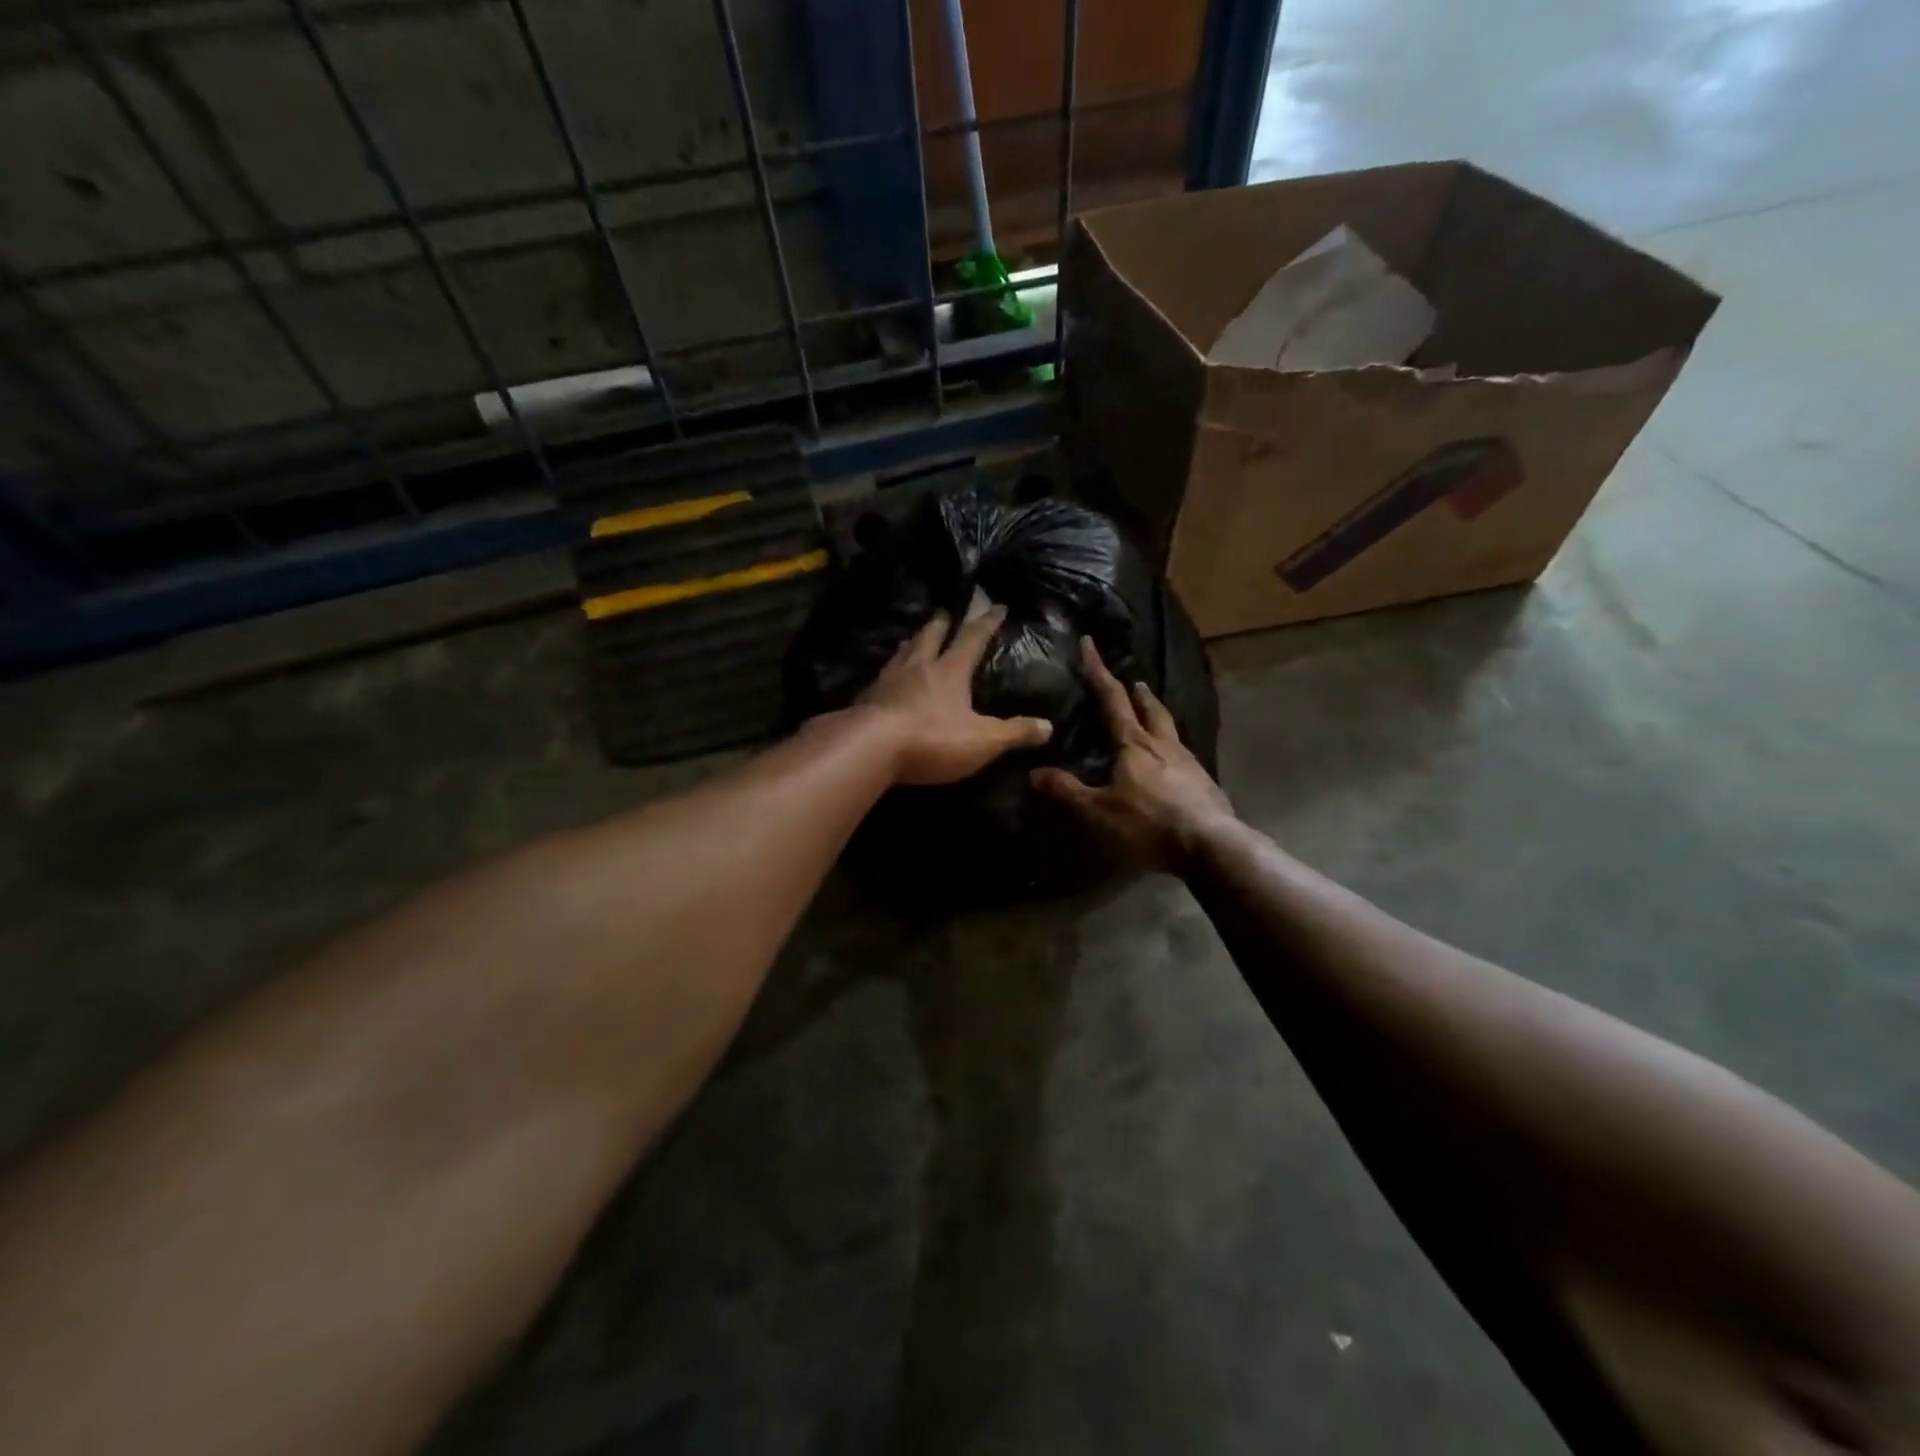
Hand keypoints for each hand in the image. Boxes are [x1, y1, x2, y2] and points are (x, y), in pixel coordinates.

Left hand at [855, 605, 1052, 785]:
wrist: (869, 747)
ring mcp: (888, 679)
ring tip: (915, 638)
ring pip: (903, 651)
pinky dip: (890, 669)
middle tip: (945, 612)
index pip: (973, 637)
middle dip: (942, 623)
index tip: (997, 606)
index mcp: (950, 670)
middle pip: (931, 635)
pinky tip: (886, 676)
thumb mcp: (982, 741)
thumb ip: (1014, 733)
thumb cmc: (932, 739)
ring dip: (913, 641)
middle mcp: (919, 666)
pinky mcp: (867, 697)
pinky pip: (882, 674)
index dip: (987, 621)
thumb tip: (1048, 726)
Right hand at [1031, 636, 1234, 873]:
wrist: (1210, 845)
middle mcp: (1164, 744)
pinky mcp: (1205, 783)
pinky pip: (1184, 756)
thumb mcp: (1099, 810)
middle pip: (1152, 709)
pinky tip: (1171, 763)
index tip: (1090, 644)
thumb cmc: (1149, 823)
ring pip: (1171, 730)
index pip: (1112, 699)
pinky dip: (1172, 748)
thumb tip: (1034, 772)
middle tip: (1134, 682)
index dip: (1098, 671)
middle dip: (1139, 694)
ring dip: (1158, 717)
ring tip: (1152, 717)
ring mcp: (1189, 763)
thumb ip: (1067, 790)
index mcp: (1135, 743)